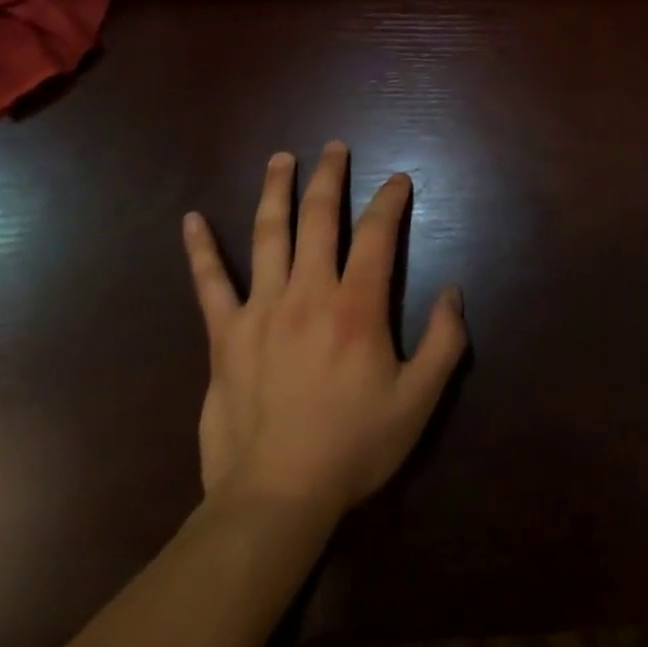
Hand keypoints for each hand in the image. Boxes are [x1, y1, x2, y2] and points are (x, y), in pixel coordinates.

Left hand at [181, 142, 466, 529]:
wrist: (274, 500)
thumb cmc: (352, 449)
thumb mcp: (418, 402)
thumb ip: (444, 343)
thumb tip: (455, 293)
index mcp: (356, 307)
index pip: (377, 235)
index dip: (390, 201)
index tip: (398, 180)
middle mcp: (308, 293)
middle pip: (319, 218)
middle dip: (330, 177)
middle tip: (334, 147)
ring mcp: (261, 309)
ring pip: (268, 234)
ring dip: (276, 191)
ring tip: (282, 158)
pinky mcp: (225, 335)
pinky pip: (210, 283)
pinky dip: (200, 249)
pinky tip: (191, 219)